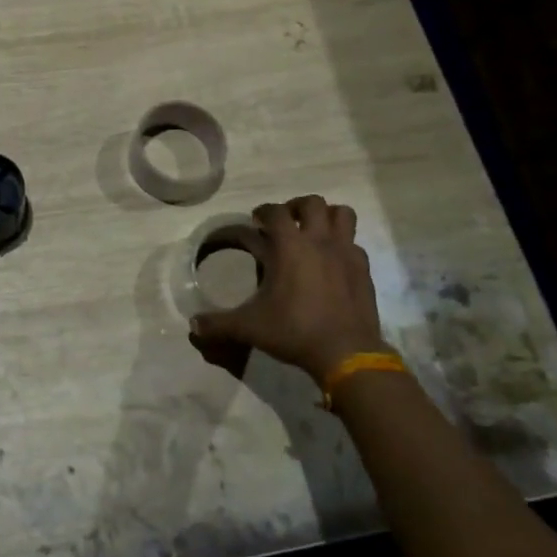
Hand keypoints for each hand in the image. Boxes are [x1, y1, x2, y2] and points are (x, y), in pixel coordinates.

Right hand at [190, 195, 387, 379]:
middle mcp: (319, 241)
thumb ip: (218, 323)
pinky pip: (354, 244)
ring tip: (314, 232)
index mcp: (289, 246)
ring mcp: (346, 253)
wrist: (346, 353)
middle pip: (312, 203)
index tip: (255, 220)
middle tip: (286, 223)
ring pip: (342, 214)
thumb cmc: (294, 331)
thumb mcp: (249, 327)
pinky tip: (333, 262)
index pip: (274, 211)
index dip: (262, 211)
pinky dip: (343, 245)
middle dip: (296, 207)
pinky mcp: (364, 269)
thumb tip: (192, 325)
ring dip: (327, 216)